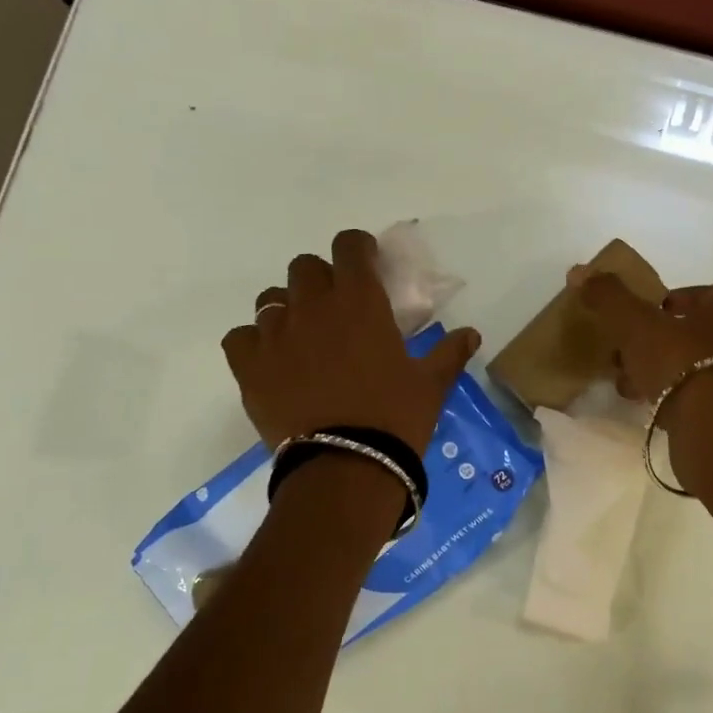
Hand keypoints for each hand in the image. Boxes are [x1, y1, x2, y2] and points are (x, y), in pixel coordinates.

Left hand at [223, 230, 479, 451]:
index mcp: (360, 302)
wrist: (346, 466)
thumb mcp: (431, 385)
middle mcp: (313, 307)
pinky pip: (240, 337)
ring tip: (302, 337)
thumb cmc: (395, 418)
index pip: (349, 246)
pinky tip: (269, 361)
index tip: (366, 262)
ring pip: (270, 299)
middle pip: (304, 267)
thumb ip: (449, 353)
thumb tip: (472, 334)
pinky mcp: (249, 367)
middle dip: (320, 278)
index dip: (357, 248)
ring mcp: (275, 335)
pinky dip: (254, 342)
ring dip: (288, 308)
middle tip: (335, 305)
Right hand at [575, 271, 712, 452]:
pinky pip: (705, 396)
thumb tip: (579, 272)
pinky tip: (651, 407)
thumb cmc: (681, 361)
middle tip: (633, 352)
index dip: (676, 301)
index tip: (648, 315)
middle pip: (701, 332)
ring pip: (701, 366)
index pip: (706, 293)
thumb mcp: (636, 324)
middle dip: (664, 341)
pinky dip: (679, 397)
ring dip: (668, 372)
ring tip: (632, 385)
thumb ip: (610, 297)